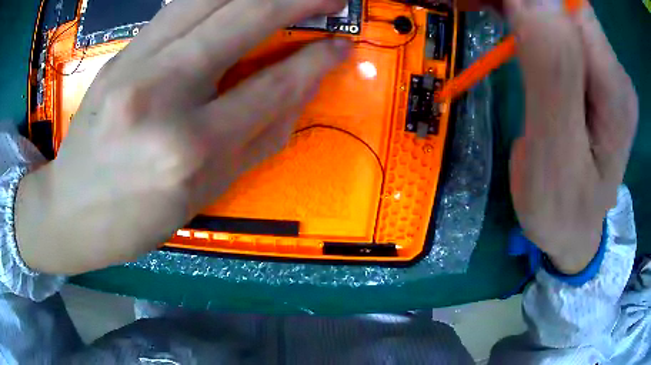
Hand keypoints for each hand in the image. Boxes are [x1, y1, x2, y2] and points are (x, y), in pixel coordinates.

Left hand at [15, 0, 350, 273]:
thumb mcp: (206, 194)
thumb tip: (300, 88)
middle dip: (297, 0)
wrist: (71, 211)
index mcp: (190, 148)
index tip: (342, 44)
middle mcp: (162, 93)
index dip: (315, 60)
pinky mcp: (120, 54)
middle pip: (243, 19)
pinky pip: (178, 8)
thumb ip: (259, 138)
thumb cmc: (138, 219)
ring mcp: (134, 64)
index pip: (272, 85)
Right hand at [508, 1, 637, 273]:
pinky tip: (509, 23)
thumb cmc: (563, 211)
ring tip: (486, 9)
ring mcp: (604, 72)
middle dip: (523, 1)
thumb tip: (536, 0)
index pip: (574, 7)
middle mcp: (614, 72)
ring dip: (521, 5)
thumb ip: (553, 75)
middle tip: (479, 4)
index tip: (494, 2)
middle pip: (565, 5)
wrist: (574, 231)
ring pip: (559, 12)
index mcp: (614, 91)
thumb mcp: (556, 155)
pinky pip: (558, 29)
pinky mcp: (591, 76)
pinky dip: (527, 16)